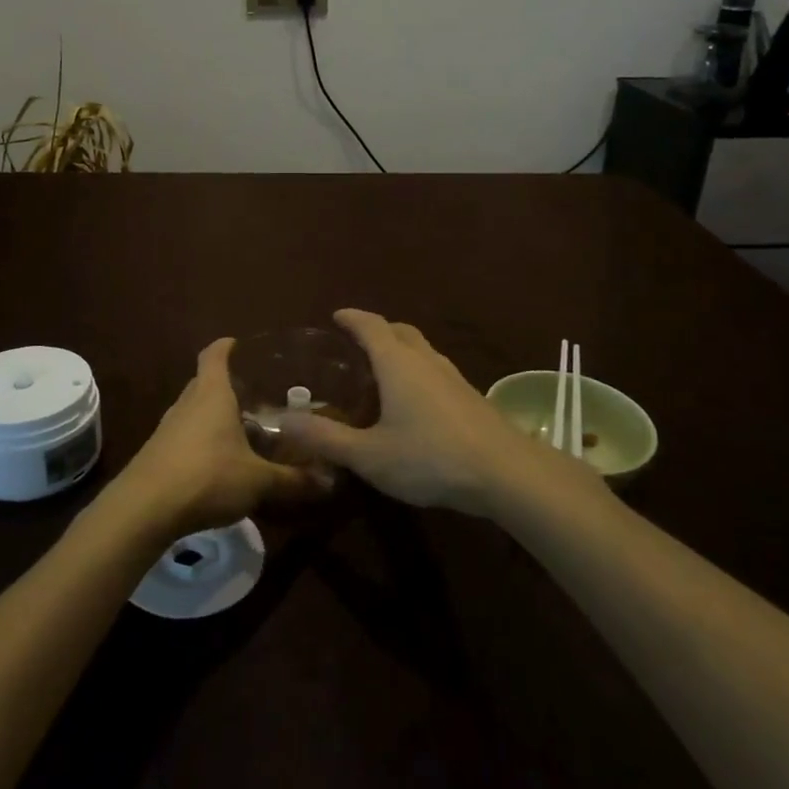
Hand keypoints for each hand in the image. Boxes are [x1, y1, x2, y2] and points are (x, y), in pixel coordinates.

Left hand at [96, 338, 326, 545]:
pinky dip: (201, 441)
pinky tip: (218, 463)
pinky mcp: (156, 454)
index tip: (238, 343)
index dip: (226, 347)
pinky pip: (184, 437)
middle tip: (254, 395)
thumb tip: (331, 481)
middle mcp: (187, 403)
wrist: (144, 509)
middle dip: (226, 386)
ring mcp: (167, 428)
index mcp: (212, 394)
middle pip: (204, 383)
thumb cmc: (207, 477)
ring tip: (241, 429)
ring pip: (193, 411)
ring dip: (213, 416)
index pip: (214, 356)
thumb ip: (293, 479)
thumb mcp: (258, 481)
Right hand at [281, 309, 575, 515]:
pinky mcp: (471, 397)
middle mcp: (426, 361)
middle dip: (378, 329)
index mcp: (397, 364)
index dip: (352, 318)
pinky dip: (418, 371)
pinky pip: (436, 370)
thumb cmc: (430, 458)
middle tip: (357, 342)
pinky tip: (416, 402)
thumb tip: (282, 422)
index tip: (336, 316)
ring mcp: (453, 377)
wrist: (506, 472)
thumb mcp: (368, 454)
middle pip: (400, 331)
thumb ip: (325, 438)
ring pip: (422, 350)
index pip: (370, 326)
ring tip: (383, 371)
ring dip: (401, 350)